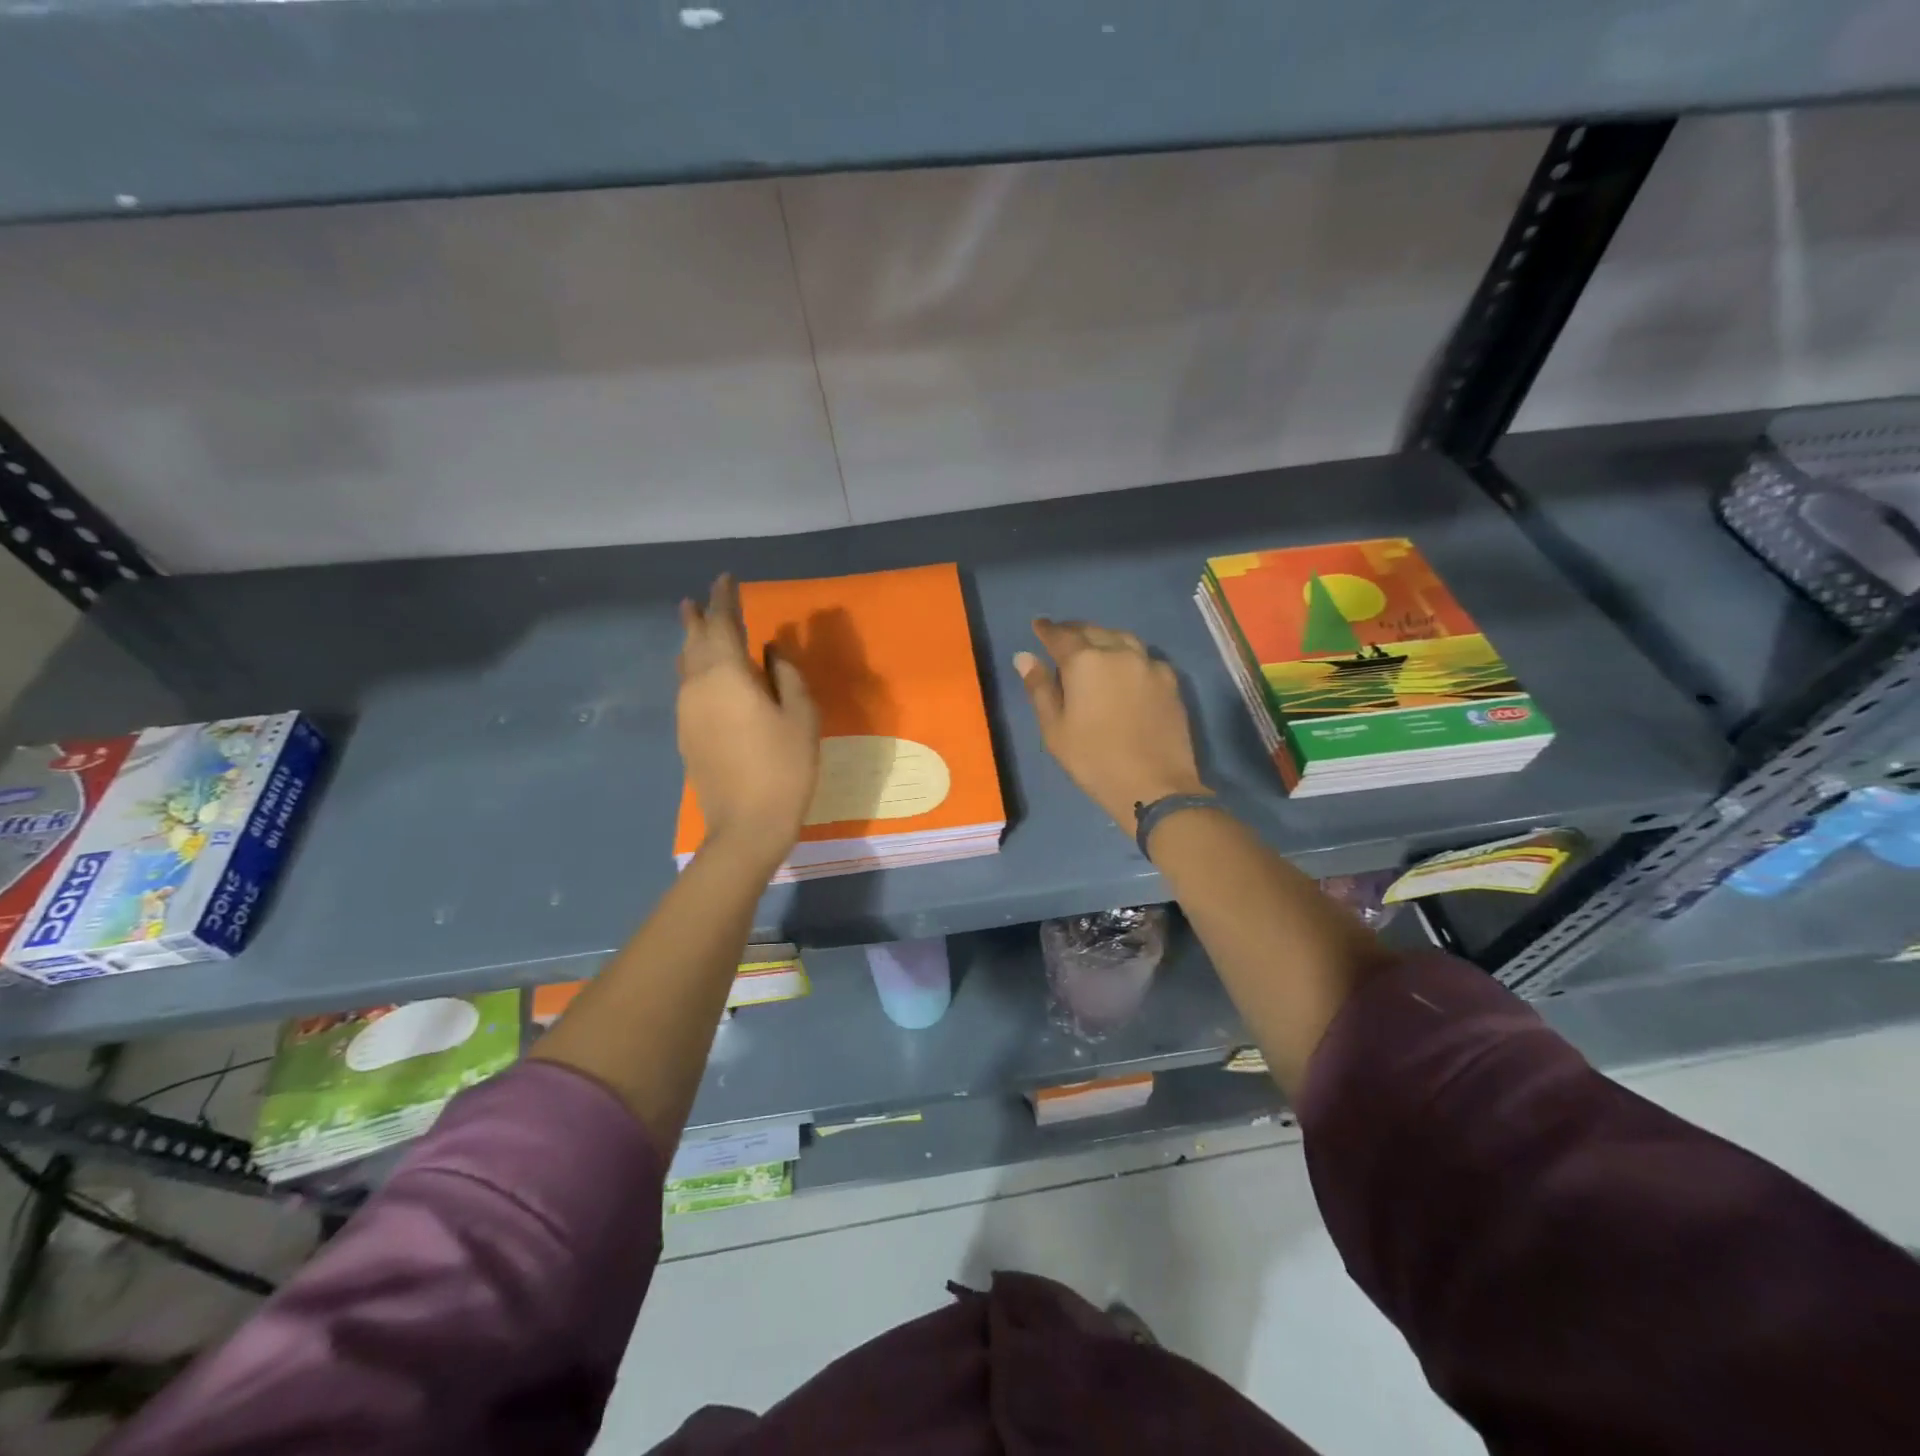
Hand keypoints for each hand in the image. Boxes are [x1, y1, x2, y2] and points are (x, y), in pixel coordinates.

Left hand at [678, 574, 819, 866]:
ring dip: (692, 642)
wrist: (746, 825)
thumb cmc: (784, 767)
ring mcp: (687, 711)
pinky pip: (687, 687)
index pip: (723, 623)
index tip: (726, 578)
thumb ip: (787, 676)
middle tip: (700, 599)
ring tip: (695, 627)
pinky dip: (694, 669)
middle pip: (695, 641)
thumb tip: (772, 651)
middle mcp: (698, 685)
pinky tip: (703, 675)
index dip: (725, 599)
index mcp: (727, 674)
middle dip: (700, 617)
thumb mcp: (801, 717)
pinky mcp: (686, 734)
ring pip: (685, 664)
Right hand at [1014, 619, 1207, 830]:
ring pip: (1122, 638)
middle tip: (1062, 635)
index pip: (1060, 636)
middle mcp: (1118, 652)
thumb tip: (1025, 657)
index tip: (1038, 625)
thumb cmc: (1094, 759)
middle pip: (1093, 631)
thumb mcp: (1055, 729)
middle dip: (1074, 630)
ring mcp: (1148, 664)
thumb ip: (1040, 689)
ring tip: (1094, 647)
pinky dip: (1128, 656)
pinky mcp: (1170, 680)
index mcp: (1085, 662)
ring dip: (1104, 638)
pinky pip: (1144, 657)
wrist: (1154, 785)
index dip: (1046, 630)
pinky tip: (1125, 669)